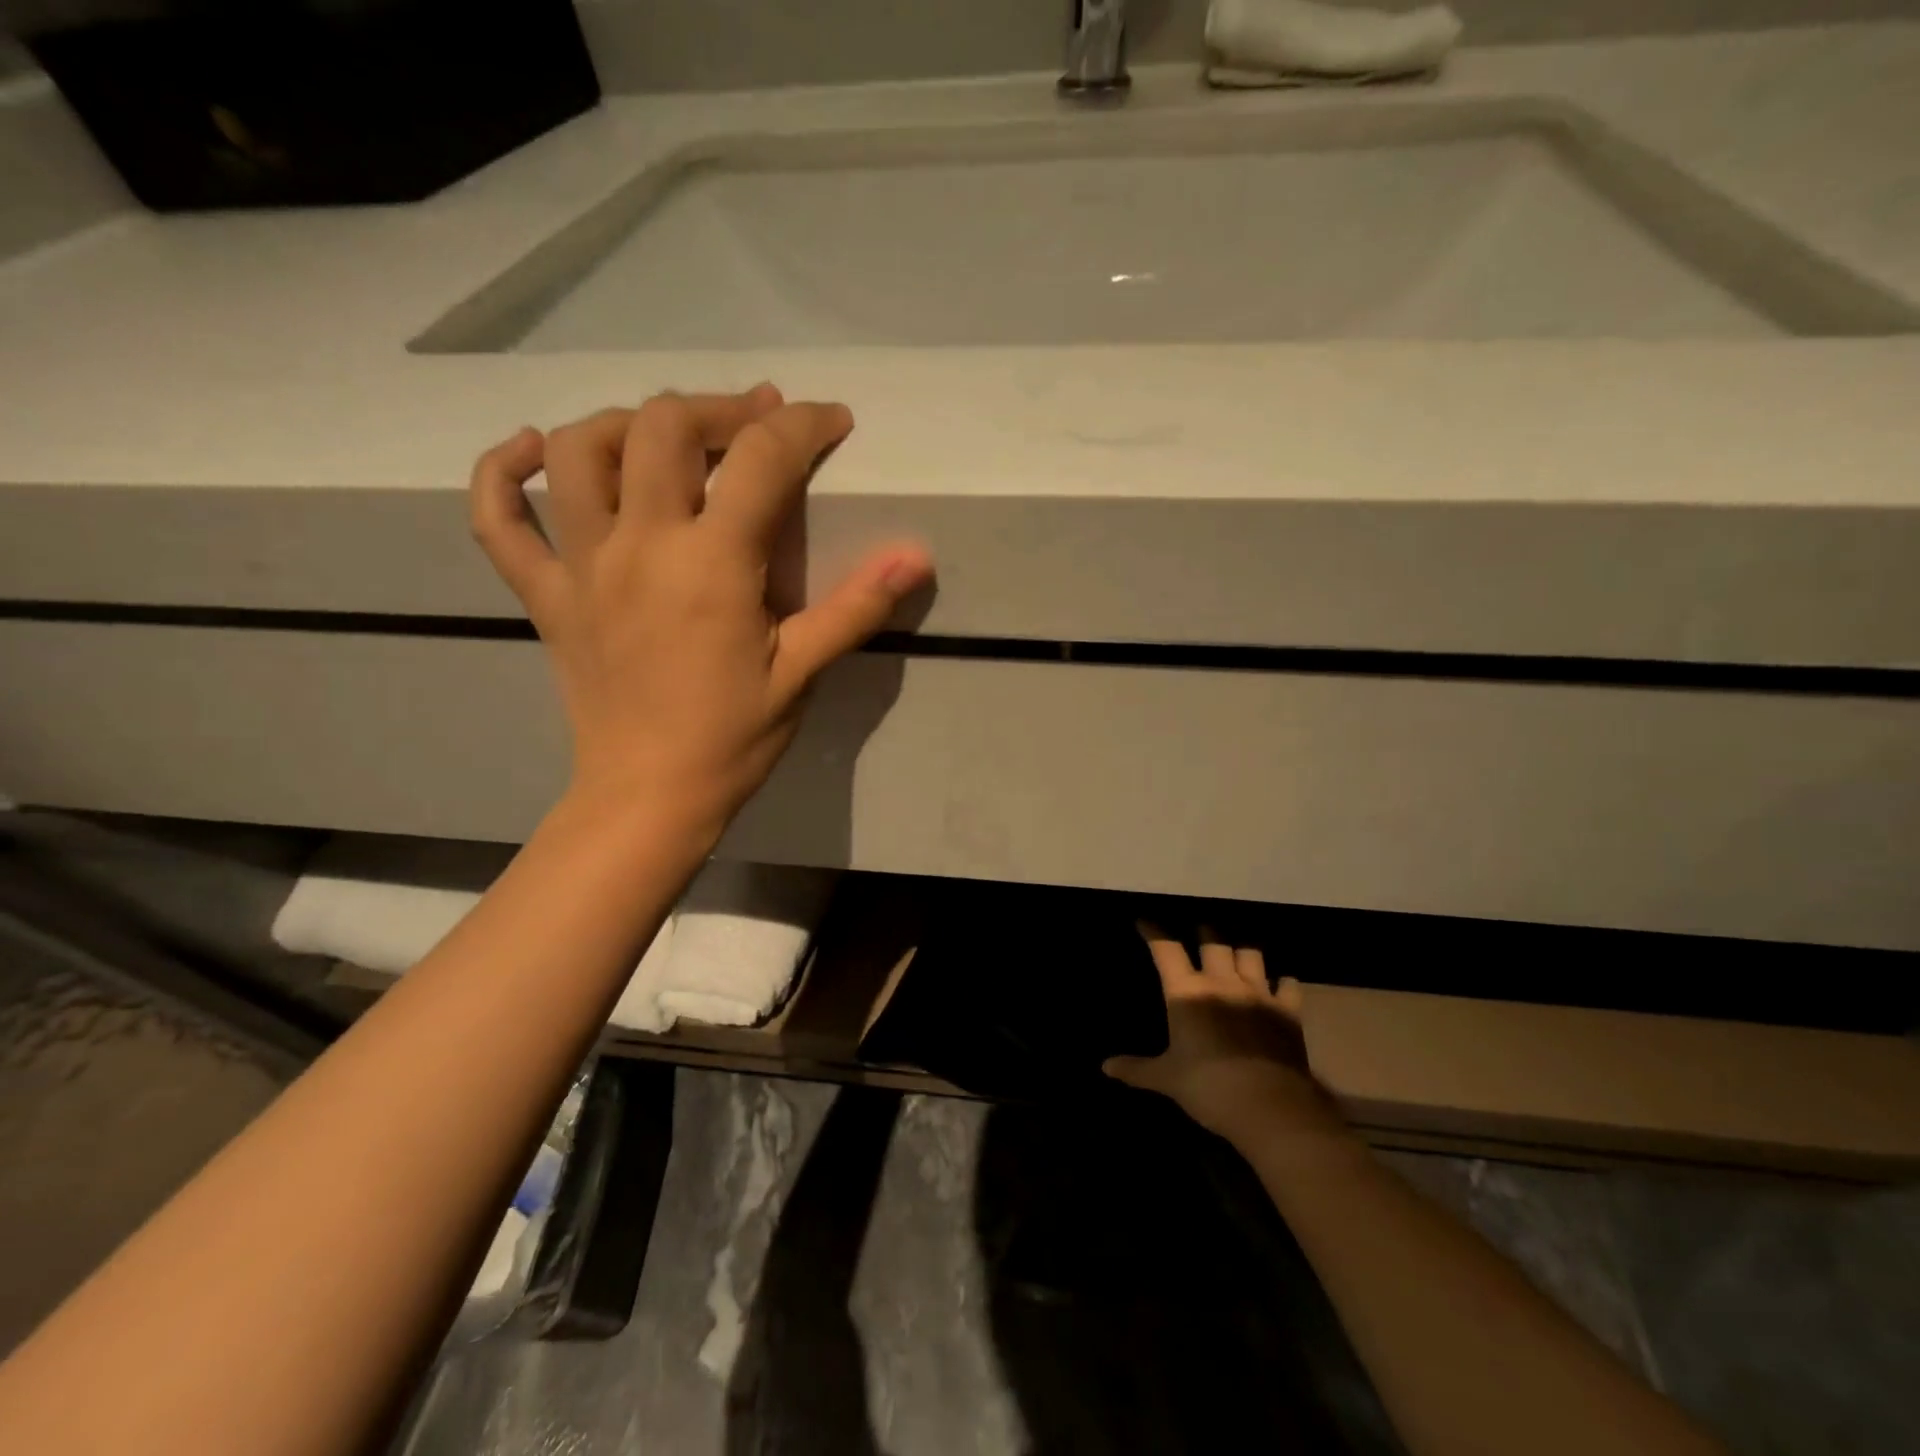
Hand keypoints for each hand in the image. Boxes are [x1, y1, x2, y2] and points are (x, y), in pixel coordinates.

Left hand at [469, 385, 932, 837]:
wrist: (649, 796)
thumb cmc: (734, 738)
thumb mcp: (803, 672)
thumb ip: (856, 606)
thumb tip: (917, 555)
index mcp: (711, 564)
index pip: (761, 459)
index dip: (805, 426)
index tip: (833, 422)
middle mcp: (640, 544)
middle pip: (663, 426)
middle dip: (720, 407)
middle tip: (757, 422)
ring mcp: (581, 565)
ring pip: (580, 451)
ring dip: (626, 422)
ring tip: (666, 436)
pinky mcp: (544, 594)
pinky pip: (499, 519)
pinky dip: (503, 472)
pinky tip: (532, 449)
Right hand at [1105, 923, 1345, 1144]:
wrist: (1270, 1105)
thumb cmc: (1208, 1087)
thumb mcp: (1167, 1079)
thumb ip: (1136, 1069)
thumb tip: (1105, 1067)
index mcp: (1187, 991)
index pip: (1166, 949)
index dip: (1153, 931)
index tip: (1144, 921)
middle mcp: (1221, 981)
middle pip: (1212, 940)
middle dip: (1204, 933)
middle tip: (1198, 934)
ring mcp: (1258, 992)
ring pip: (1250, 953)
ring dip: (1241, 949)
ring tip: (1236, 951)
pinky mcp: (1287, 1011)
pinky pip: (1288, 984)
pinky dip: (1282, 982)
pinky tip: (1279, 984)